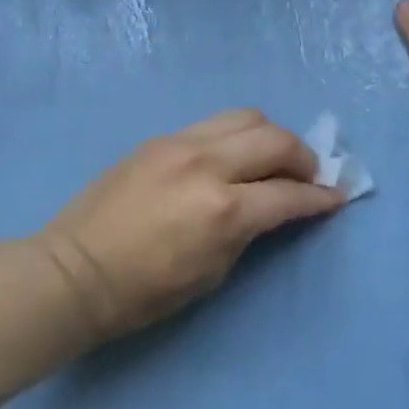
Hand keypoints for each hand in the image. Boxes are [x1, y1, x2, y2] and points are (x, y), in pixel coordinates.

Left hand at [38, 109, 344, 341]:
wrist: (74, 272)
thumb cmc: (143, 292)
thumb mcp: (211, 273)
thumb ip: (247, 232)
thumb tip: (269, 209)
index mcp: (223, 209)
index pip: (289, 193)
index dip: (320, 197)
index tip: (335, 197)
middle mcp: (207, 164)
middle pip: (275, 139)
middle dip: (303, 157)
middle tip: (308, 176)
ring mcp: (178, 144)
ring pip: (245, 116)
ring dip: (270, 135)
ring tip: (272, 158)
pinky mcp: (157, 139)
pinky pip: (211, 124)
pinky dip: (235, 135)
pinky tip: (232, 157)